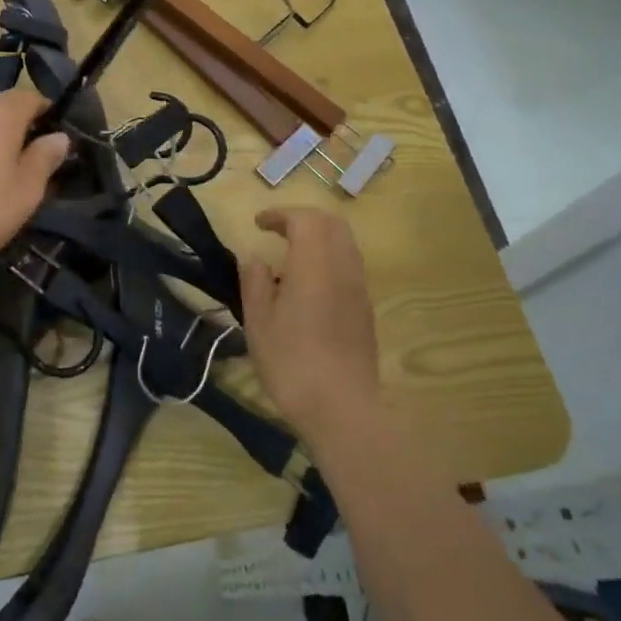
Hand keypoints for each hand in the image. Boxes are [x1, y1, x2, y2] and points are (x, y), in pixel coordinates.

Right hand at [239, 208, 380, 440]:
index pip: (304, 219)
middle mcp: (342, 267)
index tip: (258, 223)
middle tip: (277, 231)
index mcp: (314, 264)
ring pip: (345, 243)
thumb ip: (255, 282)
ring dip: (319, 237)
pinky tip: (309, 283)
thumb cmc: (292, 362)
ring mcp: (359, 287)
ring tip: (292, 255)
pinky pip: (350, 265)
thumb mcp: (258, 322)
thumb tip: (254, 258)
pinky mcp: (365, 308)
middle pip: (331, 223)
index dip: (280, 214)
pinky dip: (330, 258)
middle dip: (303, 219)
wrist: (342, 406)